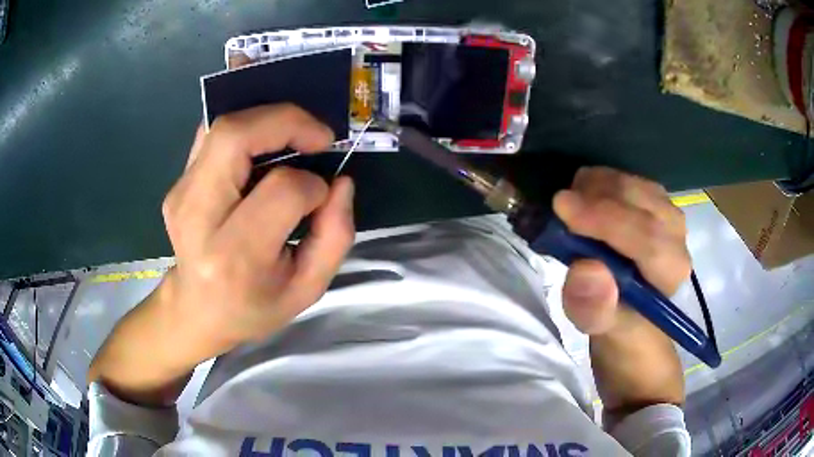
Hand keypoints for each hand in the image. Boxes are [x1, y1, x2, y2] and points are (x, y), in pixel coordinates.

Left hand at [163, 104, 354, 348]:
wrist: (196, 311)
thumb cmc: (253, 306)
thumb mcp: (307, 289)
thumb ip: (335, 236)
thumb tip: (340, 181)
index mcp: (234, 255)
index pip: (281, 190)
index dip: (312, 185)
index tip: (321, 197)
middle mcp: (198, 216)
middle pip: (235, 137)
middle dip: (286, 121)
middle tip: (317, 136)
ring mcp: (181, 194)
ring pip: (222, 127)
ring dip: (266, 119)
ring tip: (294, 136)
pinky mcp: (178, 184)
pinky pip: (211, 135)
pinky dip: (245, 128)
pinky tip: (262, 144)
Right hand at [553, 166, 687, 413]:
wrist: (633, 318)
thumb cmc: (620, 329)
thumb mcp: (603, 331)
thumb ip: (595, 309)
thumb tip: (586, 270)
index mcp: (671, 271)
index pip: (646, 237)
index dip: (604, 219)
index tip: (561, 207)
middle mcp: (677, 237)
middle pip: (642, 202)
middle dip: (598, 196)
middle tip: (560, 204)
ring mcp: (668, 215)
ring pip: (635, 185)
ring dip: (599, 186)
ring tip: (572, 203)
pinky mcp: (656, 204)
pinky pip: (630, 181)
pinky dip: (603, 182)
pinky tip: (587, 197)